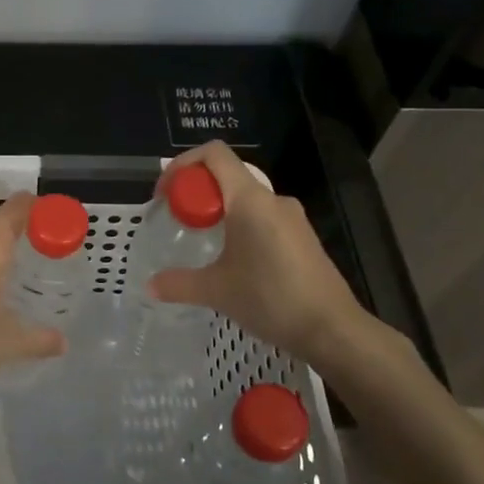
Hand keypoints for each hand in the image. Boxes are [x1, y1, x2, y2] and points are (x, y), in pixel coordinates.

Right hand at [149, 142, 399, 371]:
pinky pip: (263, 217)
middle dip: (197, 191)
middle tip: (178, 219)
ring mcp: (292, 218)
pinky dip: (240, 225)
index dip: (183, 163)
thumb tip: (150, 286)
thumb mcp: (216, 291)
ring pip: (246, 198)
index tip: (166, 193)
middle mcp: (273, 199)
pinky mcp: (302, 237)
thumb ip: (179, 283)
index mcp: (250, 199)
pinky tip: (233, 259)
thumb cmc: (271, 299)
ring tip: (201, 240)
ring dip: (218, 210)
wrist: (332, 329)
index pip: (214, 154)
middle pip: (227, 175)